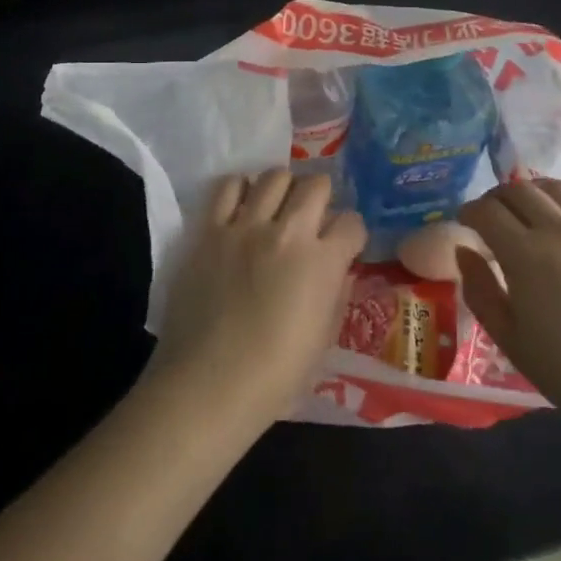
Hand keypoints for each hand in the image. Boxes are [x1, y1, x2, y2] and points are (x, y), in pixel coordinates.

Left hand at [147, 170, 365, 433]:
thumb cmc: (275, 376)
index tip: (345, 244)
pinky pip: (229, 186)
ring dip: (284, 188)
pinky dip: (242, 188)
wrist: (208, 384)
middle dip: (322, 197)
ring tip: (278, 207)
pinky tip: (244, 206)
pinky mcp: (211, 230)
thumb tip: (339, 269)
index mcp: (322, 262)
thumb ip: (337, 295)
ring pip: (274, 176)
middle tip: (314, 217)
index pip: (351, 222)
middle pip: (315, 185)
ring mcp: (245, 226)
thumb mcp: (324, 341)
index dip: (352, 233)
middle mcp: (287, 232)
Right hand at [457, 179, 560, 434]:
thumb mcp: (511, 342)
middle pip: (519, 190)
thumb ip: (480, 292)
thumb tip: (465, 252)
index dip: (469, 211)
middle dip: (497, 198)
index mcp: (526, 256)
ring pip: (557, 187)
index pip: (487, 212)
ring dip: (534, 190)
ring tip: (529, 206)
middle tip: (492, 214)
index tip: (465, 221)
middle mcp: (560, 229)